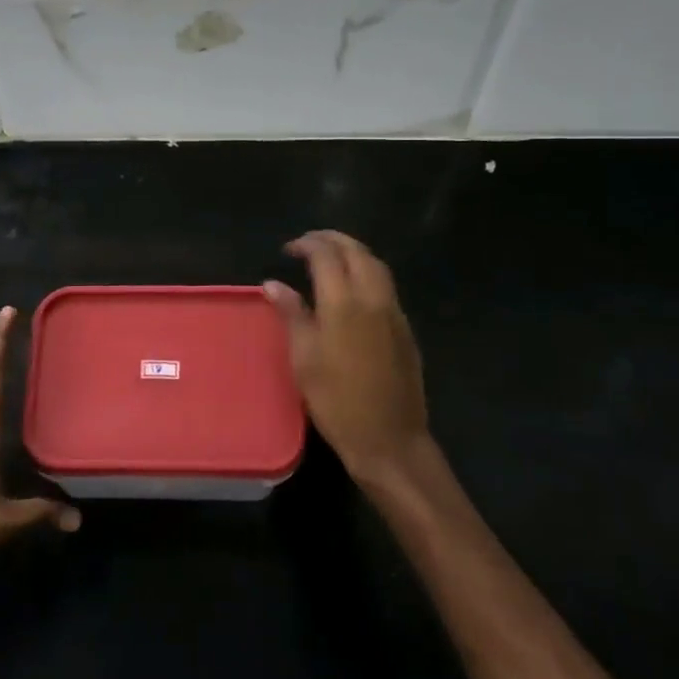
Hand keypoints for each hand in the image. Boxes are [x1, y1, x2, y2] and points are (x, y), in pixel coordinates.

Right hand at [265, 231, 429, 485]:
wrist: (389, 439)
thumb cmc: (336, 401)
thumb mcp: (303, 358)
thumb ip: (291, 313)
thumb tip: (273, 284)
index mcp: (344, 303)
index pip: (326, 255)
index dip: (307, 244)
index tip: (288, 249)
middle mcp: (373, 298)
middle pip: (357, 251)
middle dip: (332, 239)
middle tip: (308, 243)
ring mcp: (394, 312)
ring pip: (376, 265)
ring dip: (353, 252)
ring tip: (330, 257)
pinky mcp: (405, 328)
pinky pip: (386, 285)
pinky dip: (367, 271)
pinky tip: (352, 287)